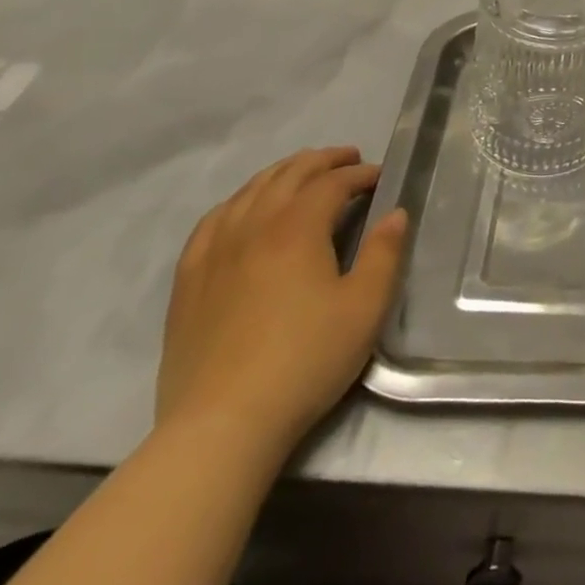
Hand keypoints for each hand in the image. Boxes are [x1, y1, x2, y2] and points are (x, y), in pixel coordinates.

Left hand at [156, 147, 408, 455]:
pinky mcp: (188, 282)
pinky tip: (244, 210)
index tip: (380, 177)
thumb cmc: (306, 360)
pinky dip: (237, 202)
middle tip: (348, 160)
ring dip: (281, 174)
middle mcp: (253, 227)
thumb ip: (384, 254)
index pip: (331, 183)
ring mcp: (214, 253)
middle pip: (288, 176)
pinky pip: (212, 222)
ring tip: (302, 174)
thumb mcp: (365, 307)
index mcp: (297, 229)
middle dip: (322, 161)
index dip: (359, 175)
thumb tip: (395, 214)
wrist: (222, 425)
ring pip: (248, 192)